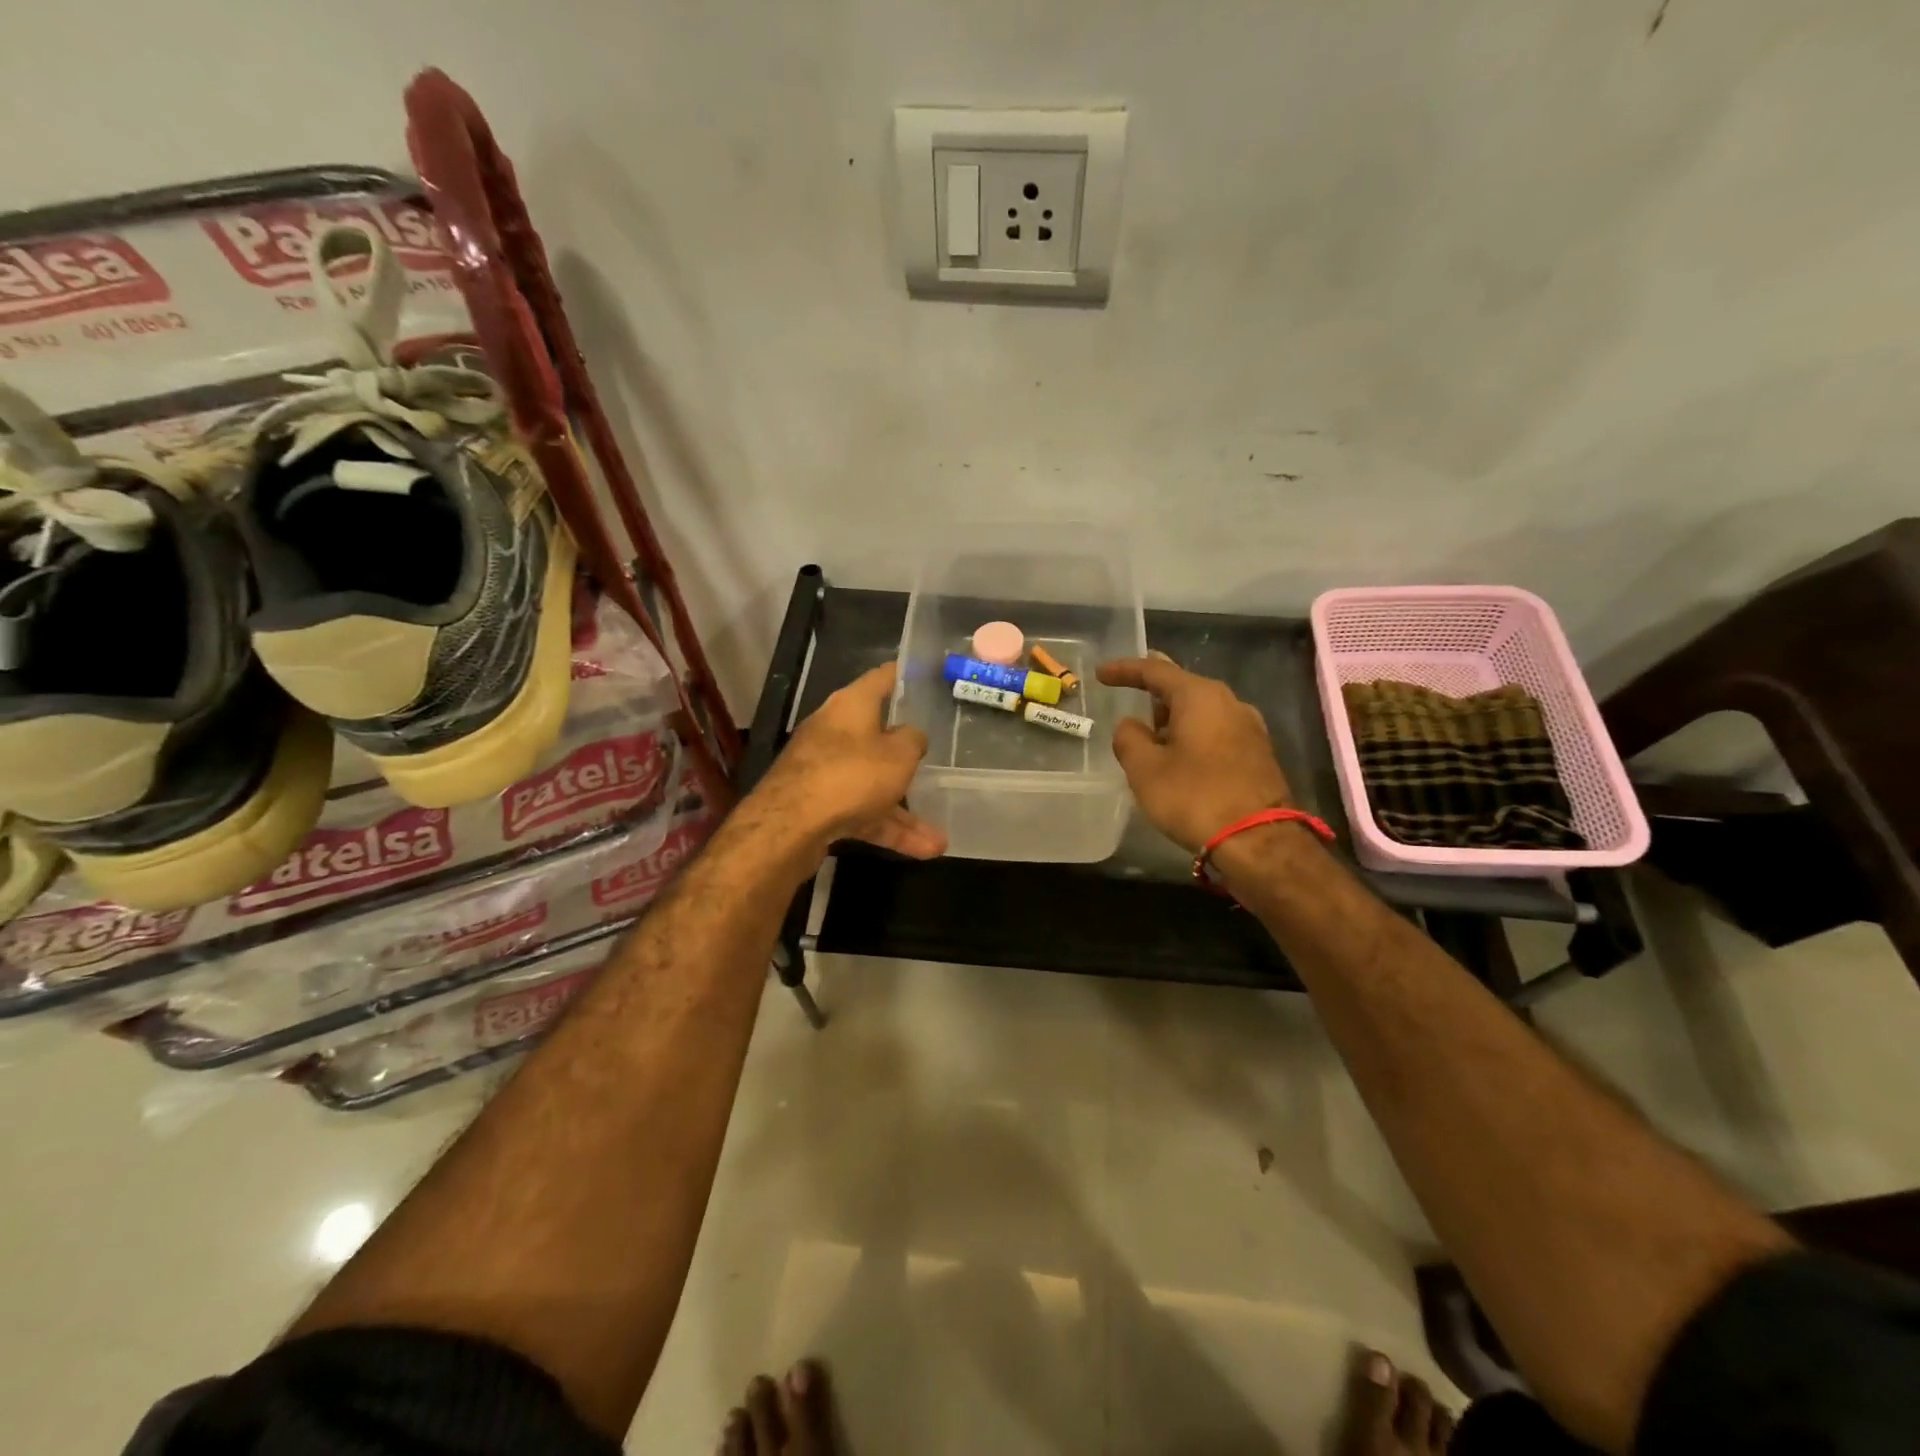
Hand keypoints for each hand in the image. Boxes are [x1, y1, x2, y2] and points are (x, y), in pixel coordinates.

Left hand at [752, 663, 946, 859]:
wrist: (789, 826)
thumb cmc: (851, 774)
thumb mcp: (899, 754)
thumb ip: (913, 740)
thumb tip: (912, 736)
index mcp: (851, 705)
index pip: (883, 678)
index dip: (907, 675)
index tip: (929, 677)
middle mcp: (834, 731)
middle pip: (876, 735)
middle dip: (906, 753)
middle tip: (937, 756)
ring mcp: (823, 769)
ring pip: (872, 784)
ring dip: (904, 810)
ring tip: (939, 838)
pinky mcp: (818, 804)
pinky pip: (862, 812)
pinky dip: (888, 828)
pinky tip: (922, 851)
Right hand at [1097, 655, 1294, 852]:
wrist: (1260, 841)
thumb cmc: (1195, 797)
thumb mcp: (1145, 769)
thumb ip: (1129, 738)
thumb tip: (1131, 725)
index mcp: (1200, 696)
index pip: (1155, 671)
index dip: (1125, 670)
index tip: (1101, 674)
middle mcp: (1229, 702)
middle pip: (1183, 688)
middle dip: (1154, 693)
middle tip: (1129, 697)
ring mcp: (1249, 728)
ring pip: (1201, 711)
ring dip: (1174, 718)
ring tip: (1150, 734)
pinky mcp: (1258, 753)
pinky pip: (1215, 731)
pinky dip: (1192, 735)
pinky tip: (1179, 756)